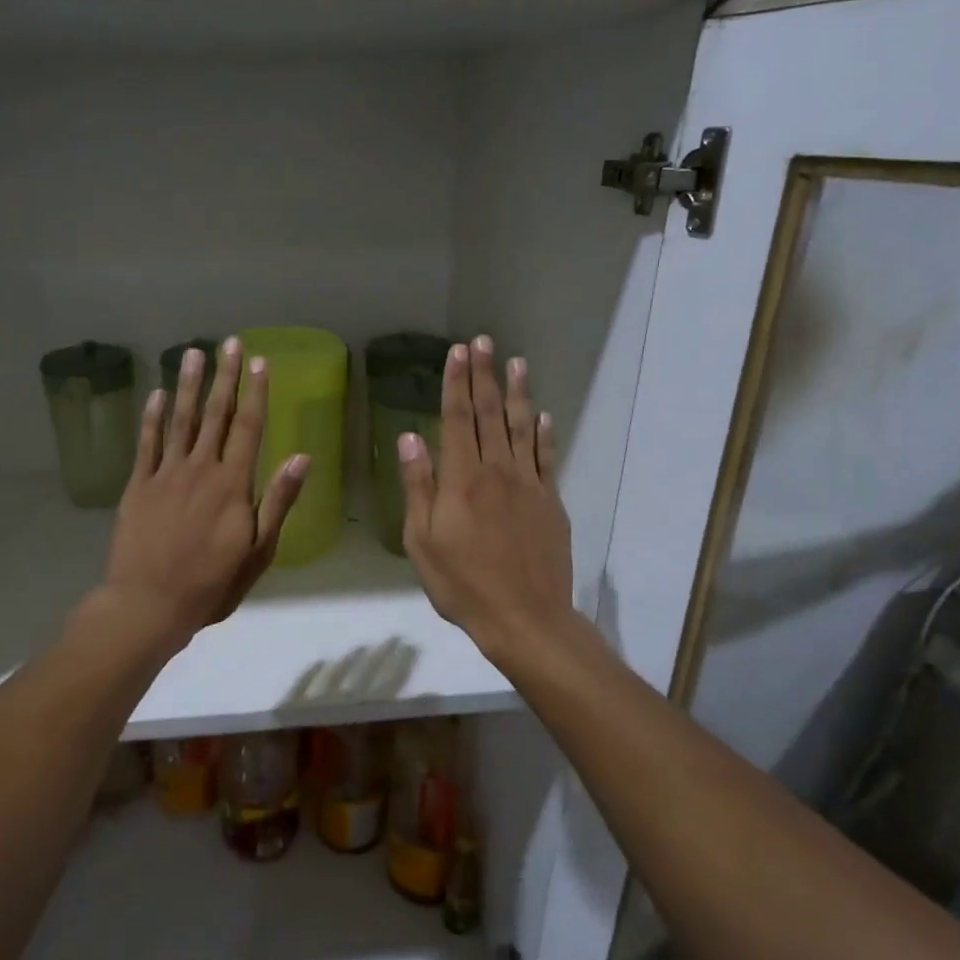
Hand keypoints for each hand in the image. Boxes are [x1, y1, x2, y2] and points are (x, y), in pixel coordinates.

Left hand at [99, 338, 306, 649]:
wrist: (148, 604)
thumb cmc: (211, 584)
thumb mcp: (258, 551)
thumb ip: (278, 501)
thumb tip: (301, 456)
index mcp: (233, 484)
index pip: (248, 428)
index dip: (256, 393)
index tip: (259, 362)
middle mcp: (200, 469)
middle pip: (215, 415)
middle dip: (224, 377)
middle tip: (229, 342)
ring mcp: (165, 474)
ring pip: (179, 420)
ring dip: (187, 385)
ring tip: (192, 353)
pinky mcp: (138, 486)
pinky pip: (147, 443)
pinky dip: (152, 417)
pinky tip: (157, 394)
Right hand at [399, 338, 573, 660]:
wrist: (524, 617)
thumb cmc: (462, 584)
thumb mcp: (422, 541)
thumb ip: (418, 486)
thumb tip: (409, 437)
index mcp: (461, 480)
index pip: (457, 419)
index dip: (456, 383)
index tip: (457, 352)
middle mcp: (497, 471)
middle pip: (490, 414)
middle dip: (484, 376)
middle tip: (483, 341)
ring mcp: (528, 485)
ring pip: (522, 428)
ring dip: (518, 393)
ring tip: (516, 362)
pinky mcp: (550, 502)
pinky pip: (547, 458)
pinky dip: (545, 433)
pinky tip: (544, 415)